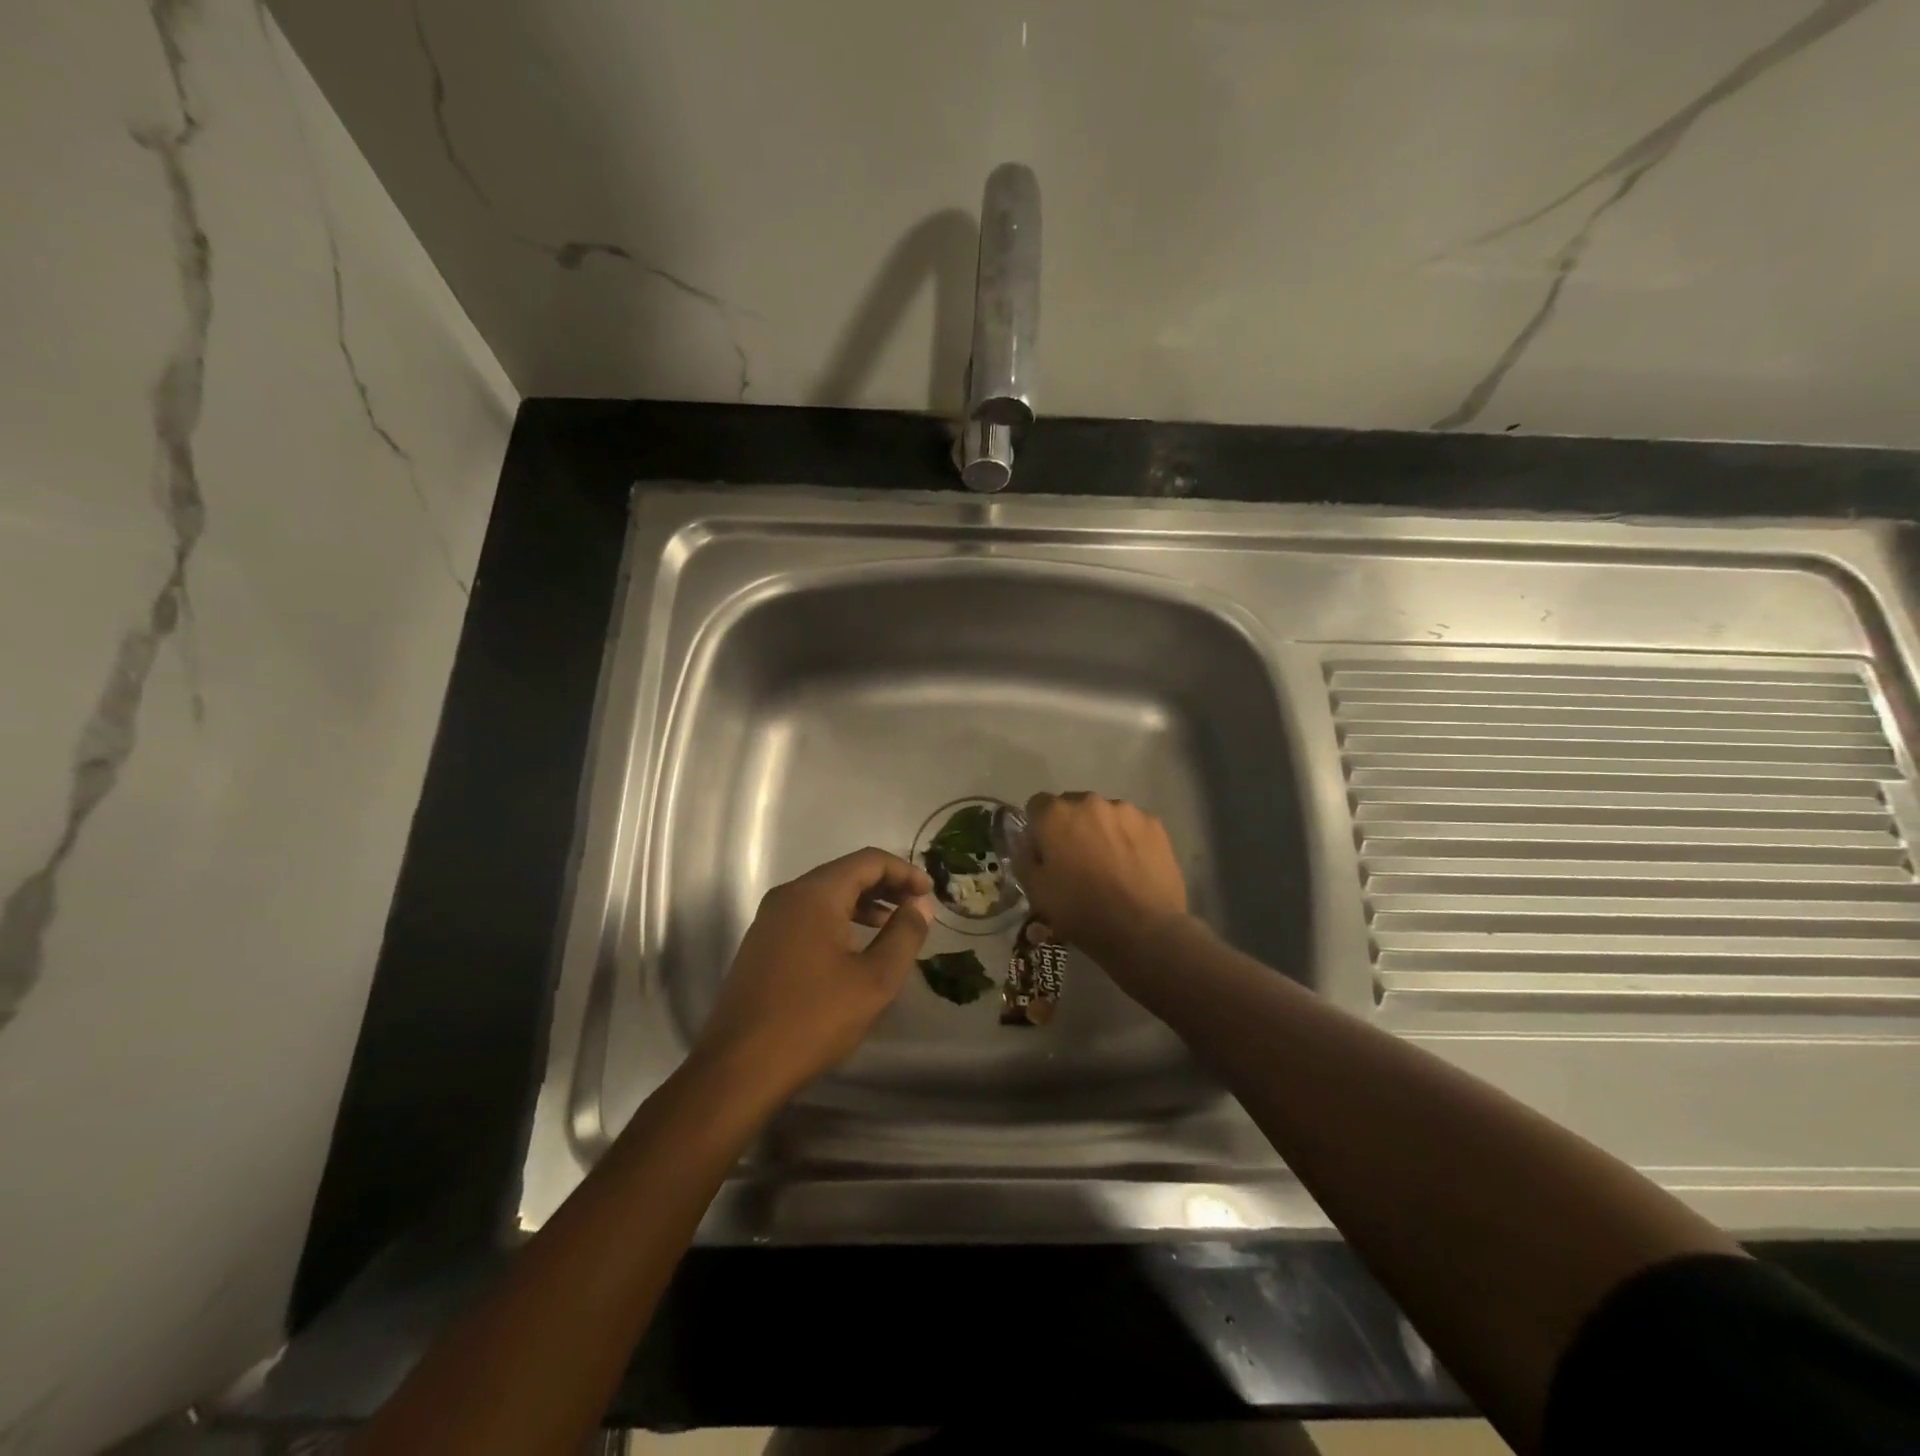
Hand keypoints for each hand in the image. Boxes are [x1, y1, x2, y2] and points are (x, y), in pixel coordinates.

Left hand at [693, 848, 934, 1104]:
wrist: (738, 1068)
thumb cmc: (813, 1020)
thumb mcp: (874, 980)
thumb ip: (903, 935)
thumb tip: (920, 905)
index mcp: (814, 894)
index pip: (868, 861)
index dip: (904, 872)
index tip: (930, 894)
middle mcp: (788, 896)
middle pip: (845, 873)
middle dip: (885, 886)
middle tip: (916, 908)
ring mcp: (769, 920)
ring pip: (825, 895)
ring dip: (862, 904)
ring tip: (891, 927)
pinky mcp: (761, 944)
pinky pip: (808, 916)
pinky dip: (838, 920)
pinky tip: (854, 949)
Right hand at [1015, 793, 1188, 966]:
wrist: (1143, 930)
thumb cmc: (1081, 911)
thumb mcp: (1035, 892)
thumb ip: (1025, 858)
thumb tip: (1028, 844)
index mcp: (1055, 815)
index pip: (1037, 805)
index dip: (1038, 829)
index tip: (1045, 853)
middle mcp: (1089, 802)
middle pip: (1072, 806)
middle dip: (1071, 827)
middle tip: (1077, 861)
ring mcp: (1126, 811)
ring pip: (1104, 815)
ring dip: (1101, 831)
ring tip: (1110, 865)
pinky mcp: (1154, 824)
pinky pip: (1132, 825)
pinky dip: (1129, 839)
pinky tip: (1133, 867)